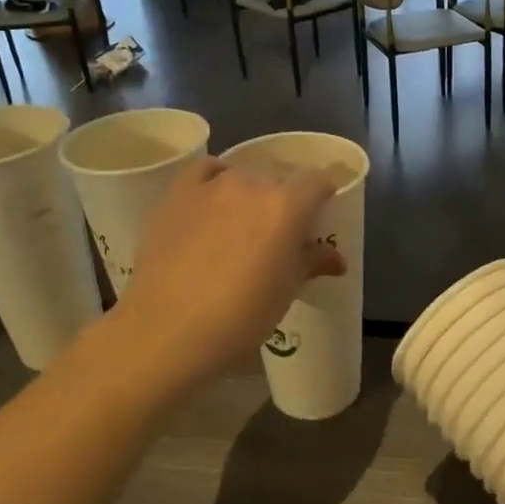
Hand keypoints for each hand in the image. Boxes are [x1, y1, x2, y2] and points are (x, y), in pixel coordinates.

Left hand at [106, 156, 345, 387]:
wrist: (169, 330)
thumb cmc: (241, 317)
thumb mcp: (286, 292)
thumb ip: (312, 263)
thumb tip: (335, 259)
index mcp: (287, 206)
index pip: (317, 181)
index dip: (323, 196)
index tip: (320, 216)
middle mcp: (251, 184)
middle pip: (278, 179)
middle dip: (285, 200)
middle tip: (280, 233)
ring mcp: (210, 186)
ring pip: (242, 176)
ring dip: (249, 194)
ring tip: (242, 225)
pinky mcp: (176, 195)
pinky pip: (204, 172)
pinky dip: (214, 180)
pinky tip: (212, 203)